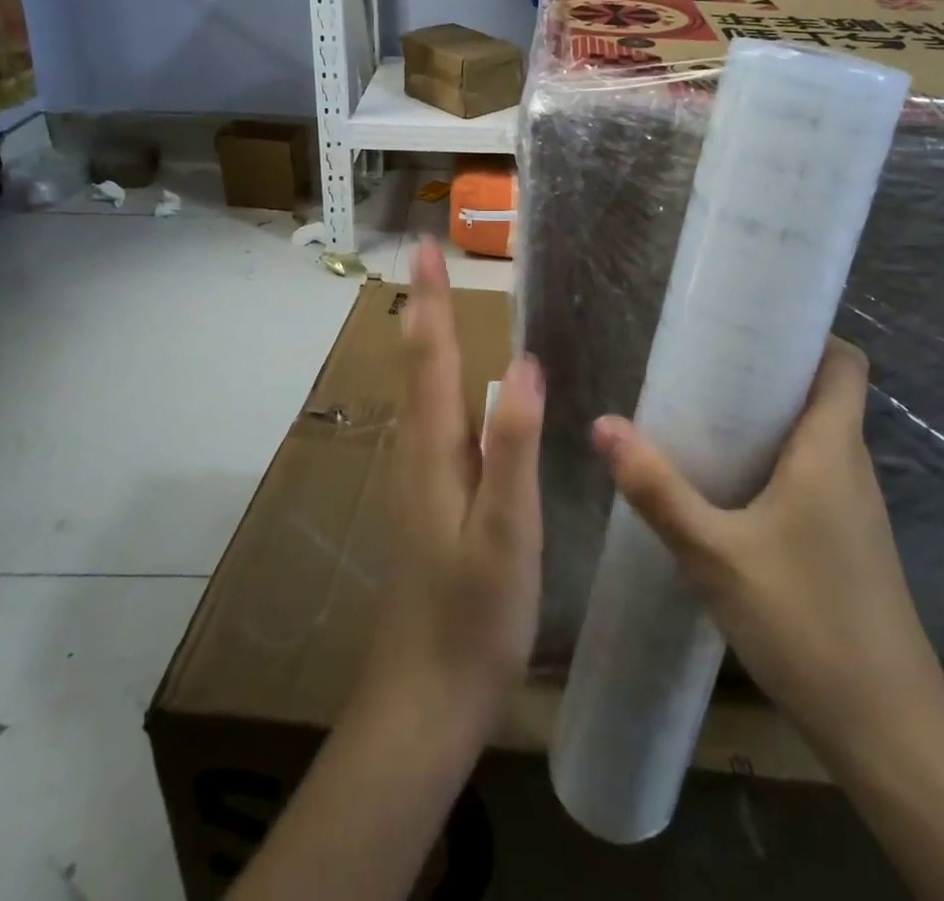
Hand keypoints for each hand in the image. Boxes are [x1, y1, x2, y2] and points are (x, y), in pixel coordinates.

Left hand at [355, 241, 543, 748]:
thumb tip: (524, 361)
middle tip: (430, 259)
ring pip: (423, 391)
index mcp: (435, 450)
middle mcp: (420, 452)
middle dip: (424, 306)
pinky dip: (443, 380)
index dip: (430, 298)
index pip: (430, 355)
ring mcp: (422, 478)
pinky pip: (436, 419)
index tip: (426, 246)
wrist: (428, 698)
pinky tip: (461, 388)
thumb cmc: (473, 615)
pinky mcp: (433, 501)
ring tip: (440, 302)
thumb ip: (514, 445)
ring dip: (429, 338)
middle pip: (419, 364)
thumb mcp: (506, 530)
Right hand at [590, 337, 942, 759]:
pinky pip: (815, 475)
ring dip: (770, 420)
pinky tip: (730, 487)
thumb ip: (658, 490)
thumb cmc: (806, 622)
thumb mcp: (715, 554)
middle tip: (705, 368)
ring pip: (817, 437)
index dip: (808, 334)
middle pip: (823, 393)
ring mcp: (856, 508)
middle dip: (769, 373)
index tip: (751, 327)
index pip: (845, 362)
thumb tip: (603, 426)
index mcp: (831, 449)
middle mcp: (852, 467)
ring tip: (707, 417)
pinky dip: (777, 462)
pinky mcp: (850, 542)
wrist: (888, 731)